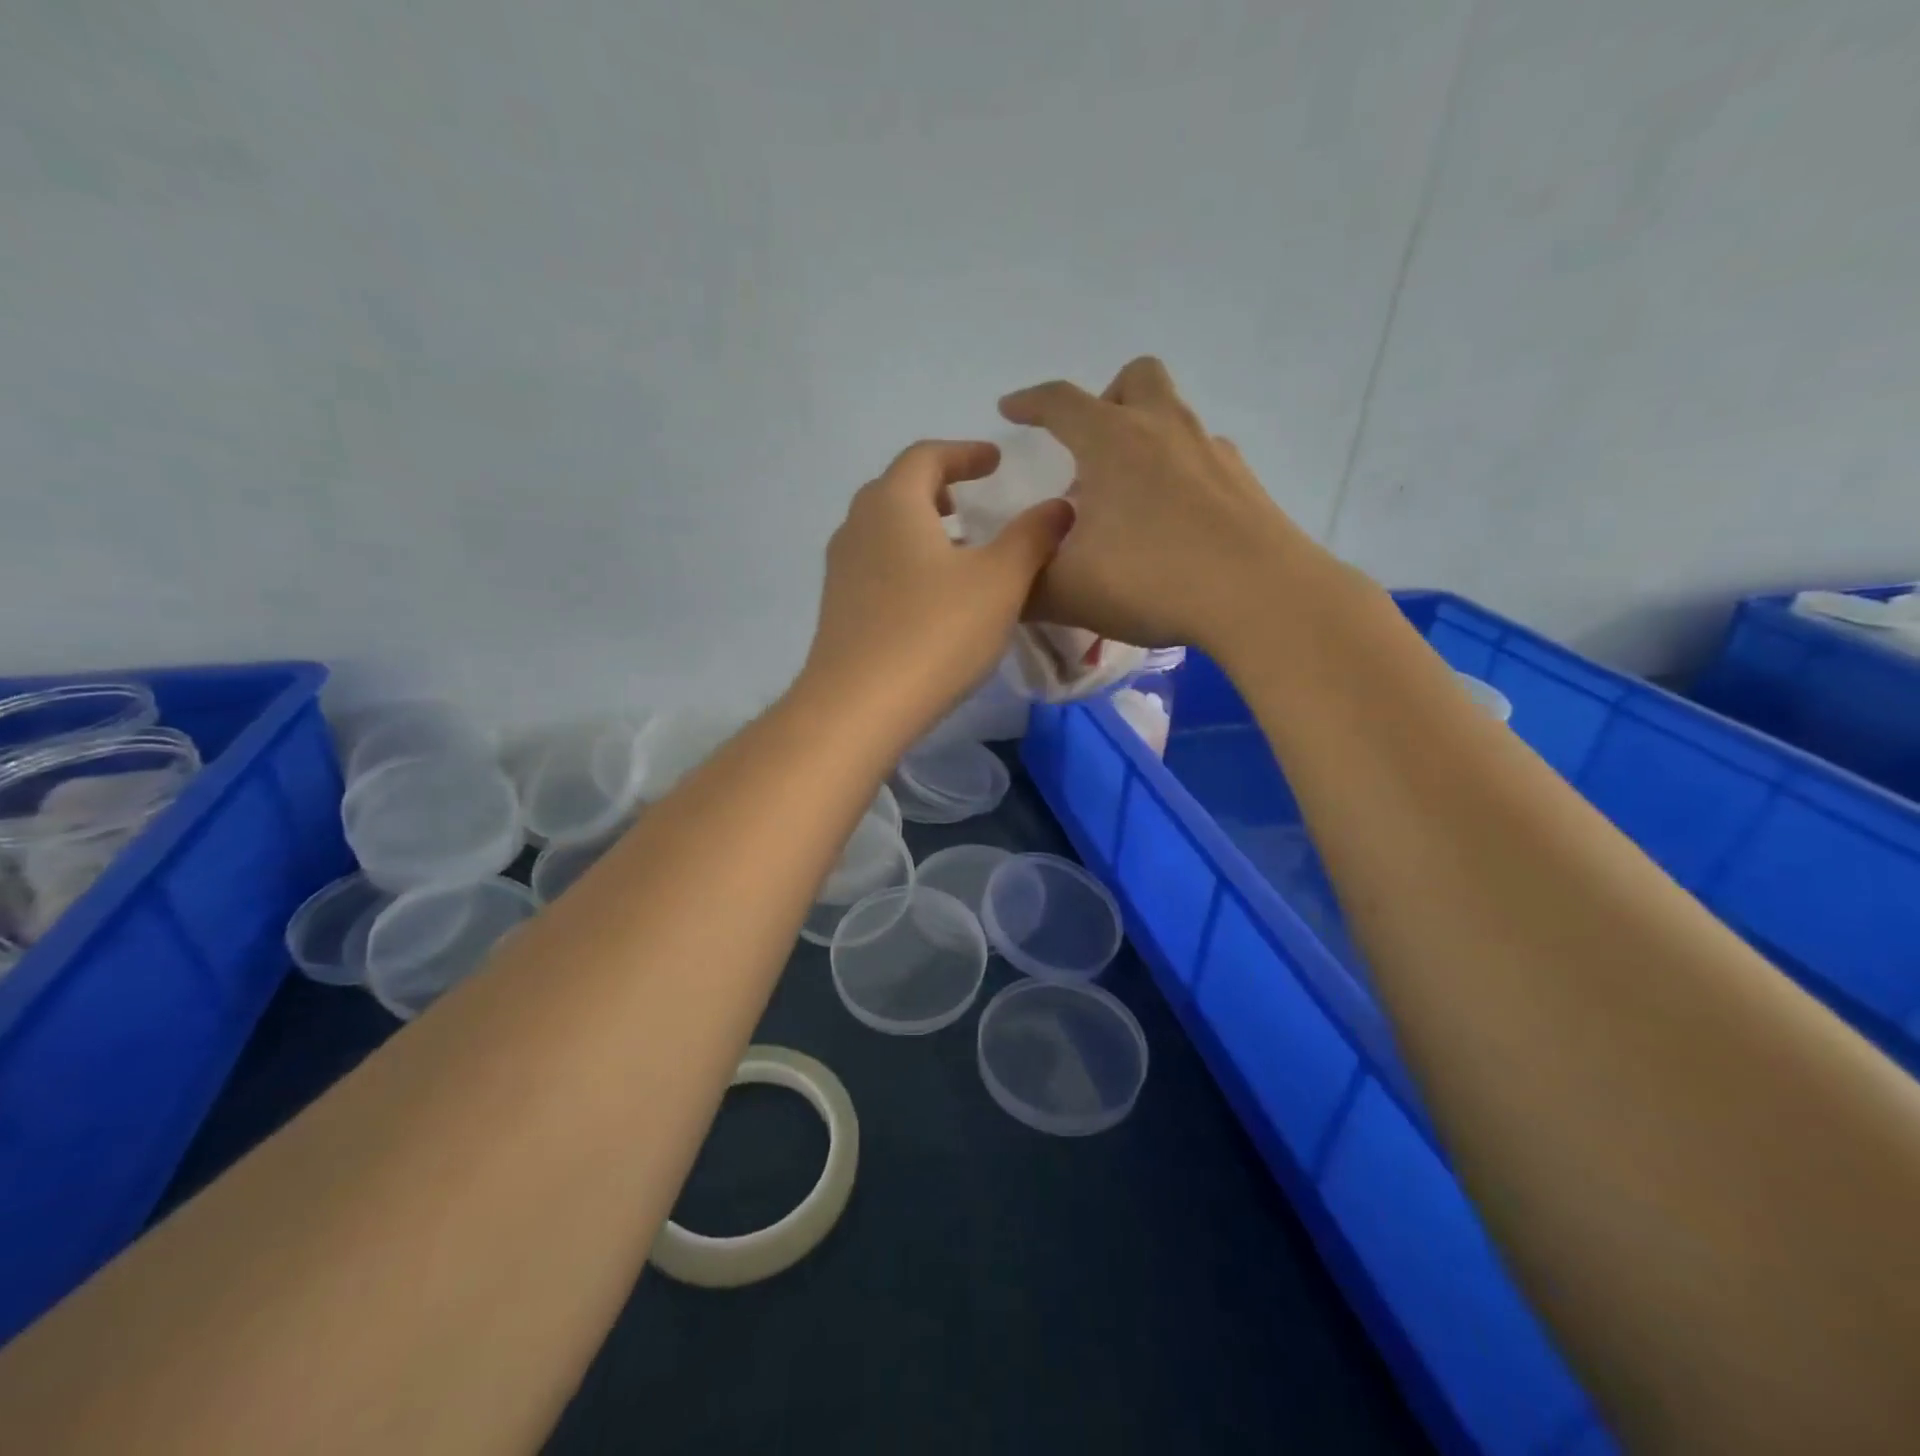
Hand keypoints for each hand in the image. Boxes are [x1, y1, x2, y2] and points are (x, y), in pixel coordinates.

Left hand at [802, 439, 1074, 736]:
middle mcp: (857, 526)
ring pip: (883, 531)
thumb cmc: (935, 632)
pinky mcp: (837, 610)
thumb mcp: (1000, 582)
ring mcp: (840, 571)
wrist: (858, 707)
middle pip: (896, 490)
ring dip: (920, 529)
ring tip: (956, 552)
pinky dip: (906, 564)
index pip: (926, 456)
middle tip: (970, 502)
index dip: (964, 452)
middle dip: (936, 488)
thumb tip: (1059, 506)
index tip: (995, 460)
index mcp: (892, 503)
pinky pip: (875, 568)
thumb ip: (1033, 537)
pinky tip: (930, 598)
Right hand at [1000, 356, 1328, 652]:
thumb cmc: (1151, 580)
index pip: (1060, 402)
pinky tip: (1174, 523)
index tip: (1010, 409)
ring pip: (1175, 417)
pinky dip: (1180, 475)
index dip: (1029, 402)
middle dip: (1106, 399)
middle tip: (1090, 448)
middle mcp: (1164, 430)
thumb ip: (1024, 587)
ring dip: (1145, 438)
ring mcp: (1212, 452)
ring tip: (1130, 497)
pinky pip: (1204, 459)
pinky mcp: (1245, 484)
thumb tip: (1006, 583)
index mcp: (1112, 441)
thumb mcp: (1067, 593)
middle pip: (1136, 379)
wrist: (1259, 598)